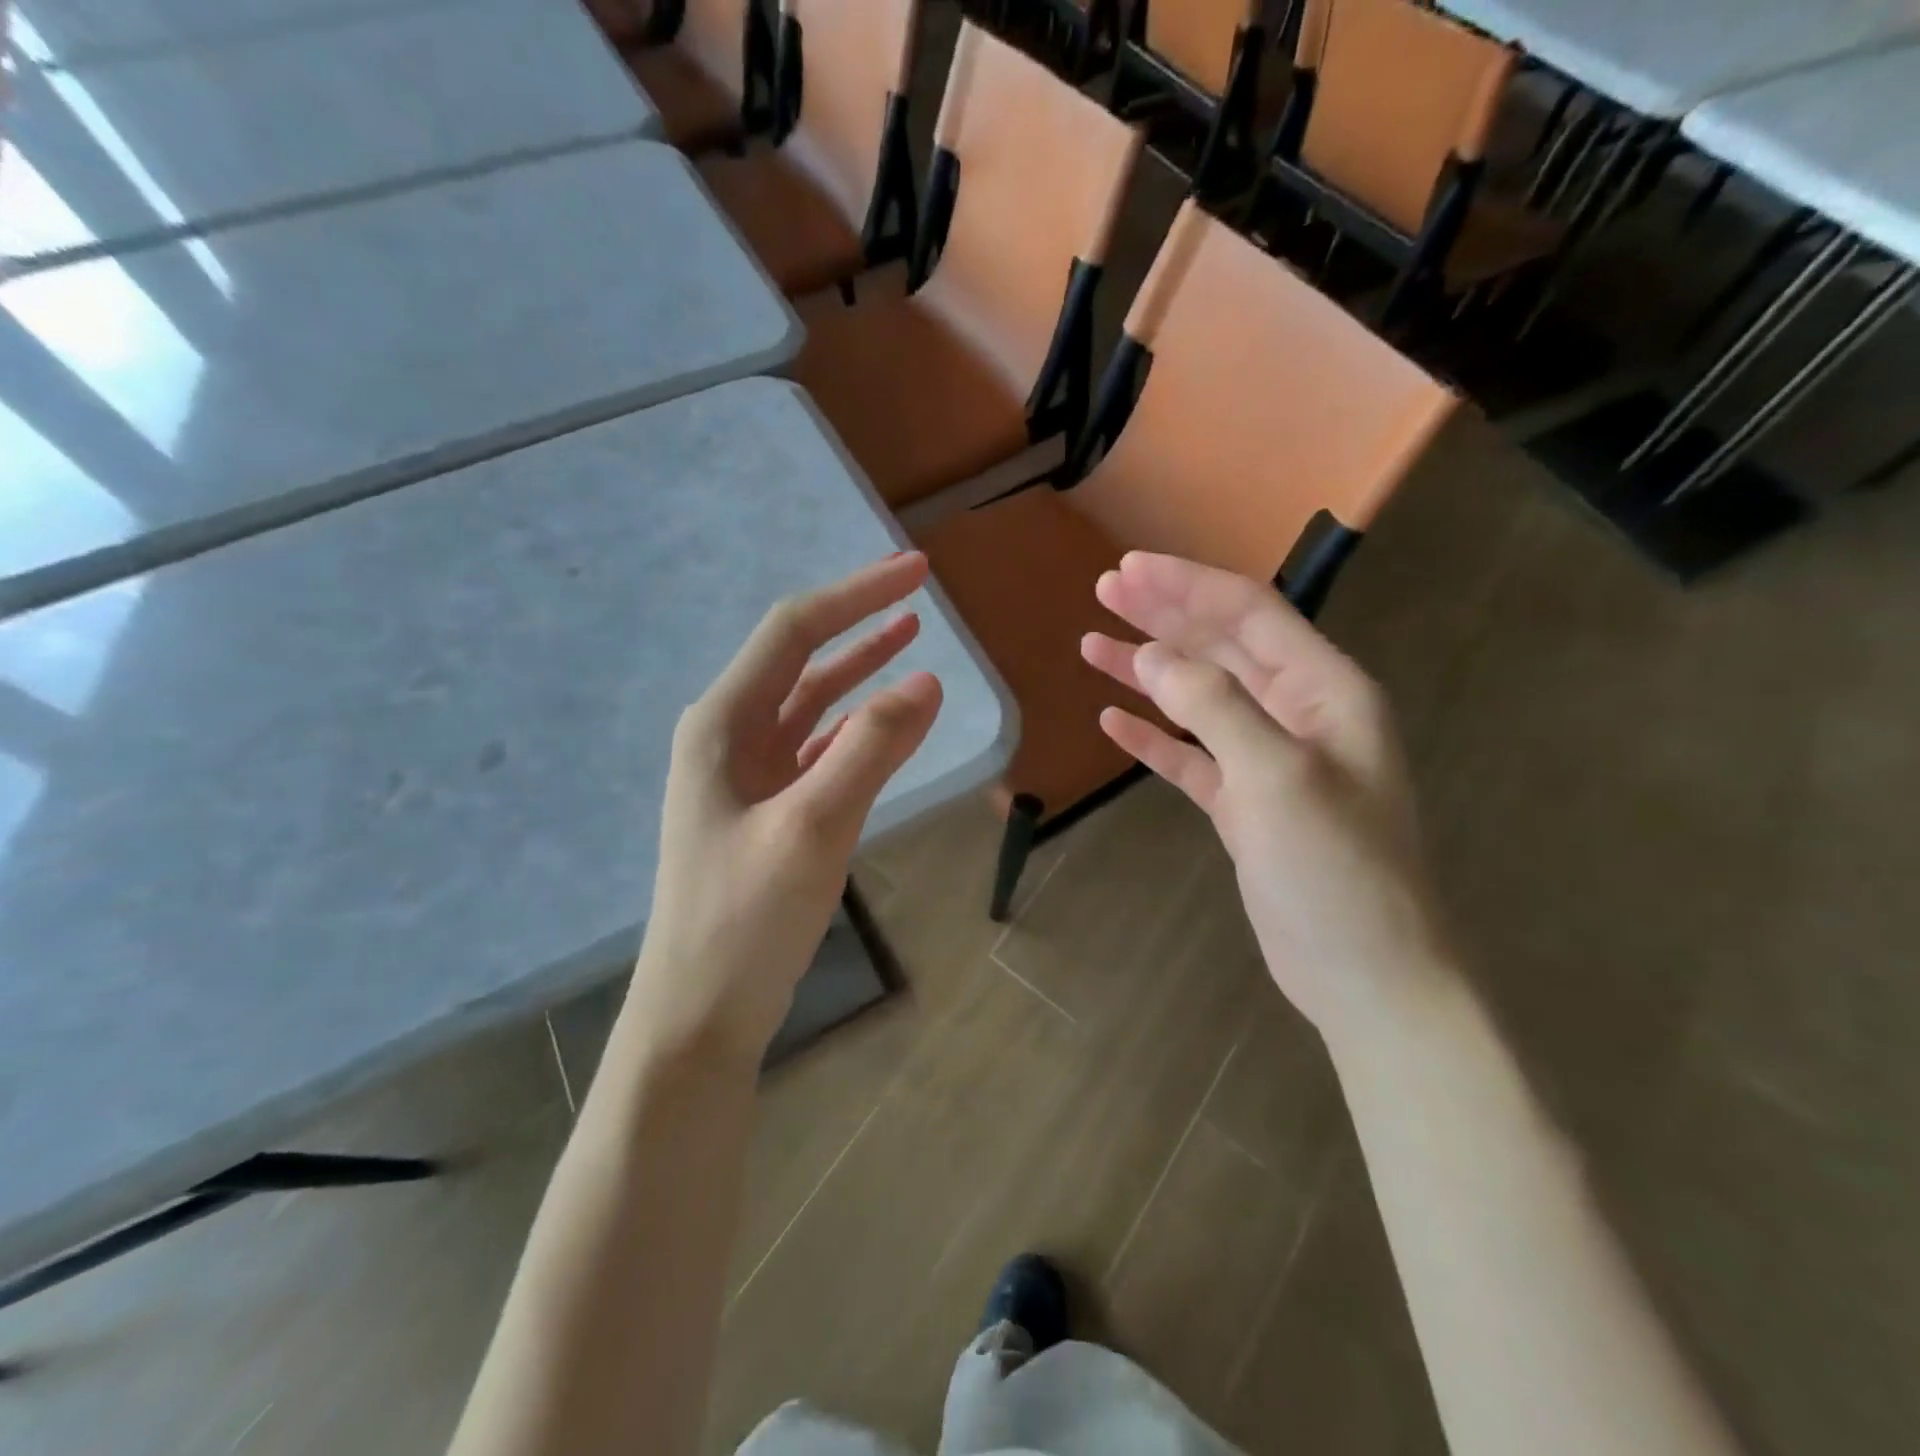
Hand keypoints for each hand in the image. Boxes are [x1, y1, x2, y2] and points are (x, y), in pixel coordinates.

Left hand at [627, 553, 942, 1065]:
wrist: (701, 1011)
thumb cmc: (746, 919)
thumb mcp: (813, 827)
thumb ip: (870, 749)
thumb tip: (926, 680)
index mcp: (722, 724)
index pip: (794, 632)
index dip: (856, 595)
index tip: (917, 571)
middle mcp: (728, 736)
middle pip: (800, 658)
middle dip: (858, 621)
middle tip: (918, 590)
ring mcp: (746, 774)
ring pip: (809, 702)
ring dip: (857, 668)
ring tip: (907, 636)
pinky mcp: (766, 808)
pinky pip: (816, 747)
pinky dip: (854, 725)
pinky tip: (884, 718)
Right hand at [1081, 553, 1451, 1044]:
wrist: (1366, 974)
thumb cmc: (1335, 869)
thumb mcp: (1276, 776)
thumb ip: (1214, 707)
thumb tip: (1152, 657)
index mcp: (1325, 690)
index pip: (1248, 614)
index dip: (1186, 586)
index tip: (1127, 569)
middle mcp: (1298, 714)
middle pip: (1221, 647)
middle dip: (1163, 616)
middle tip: (1104, 590)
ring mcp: (1269, 761)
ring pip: (1200, 699)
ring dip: (1148, 671)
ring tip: (1092, 646)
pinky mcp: (1244, 805)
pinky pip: (1191, 756)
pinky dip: (1153, 737)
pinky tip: (1113, 722)